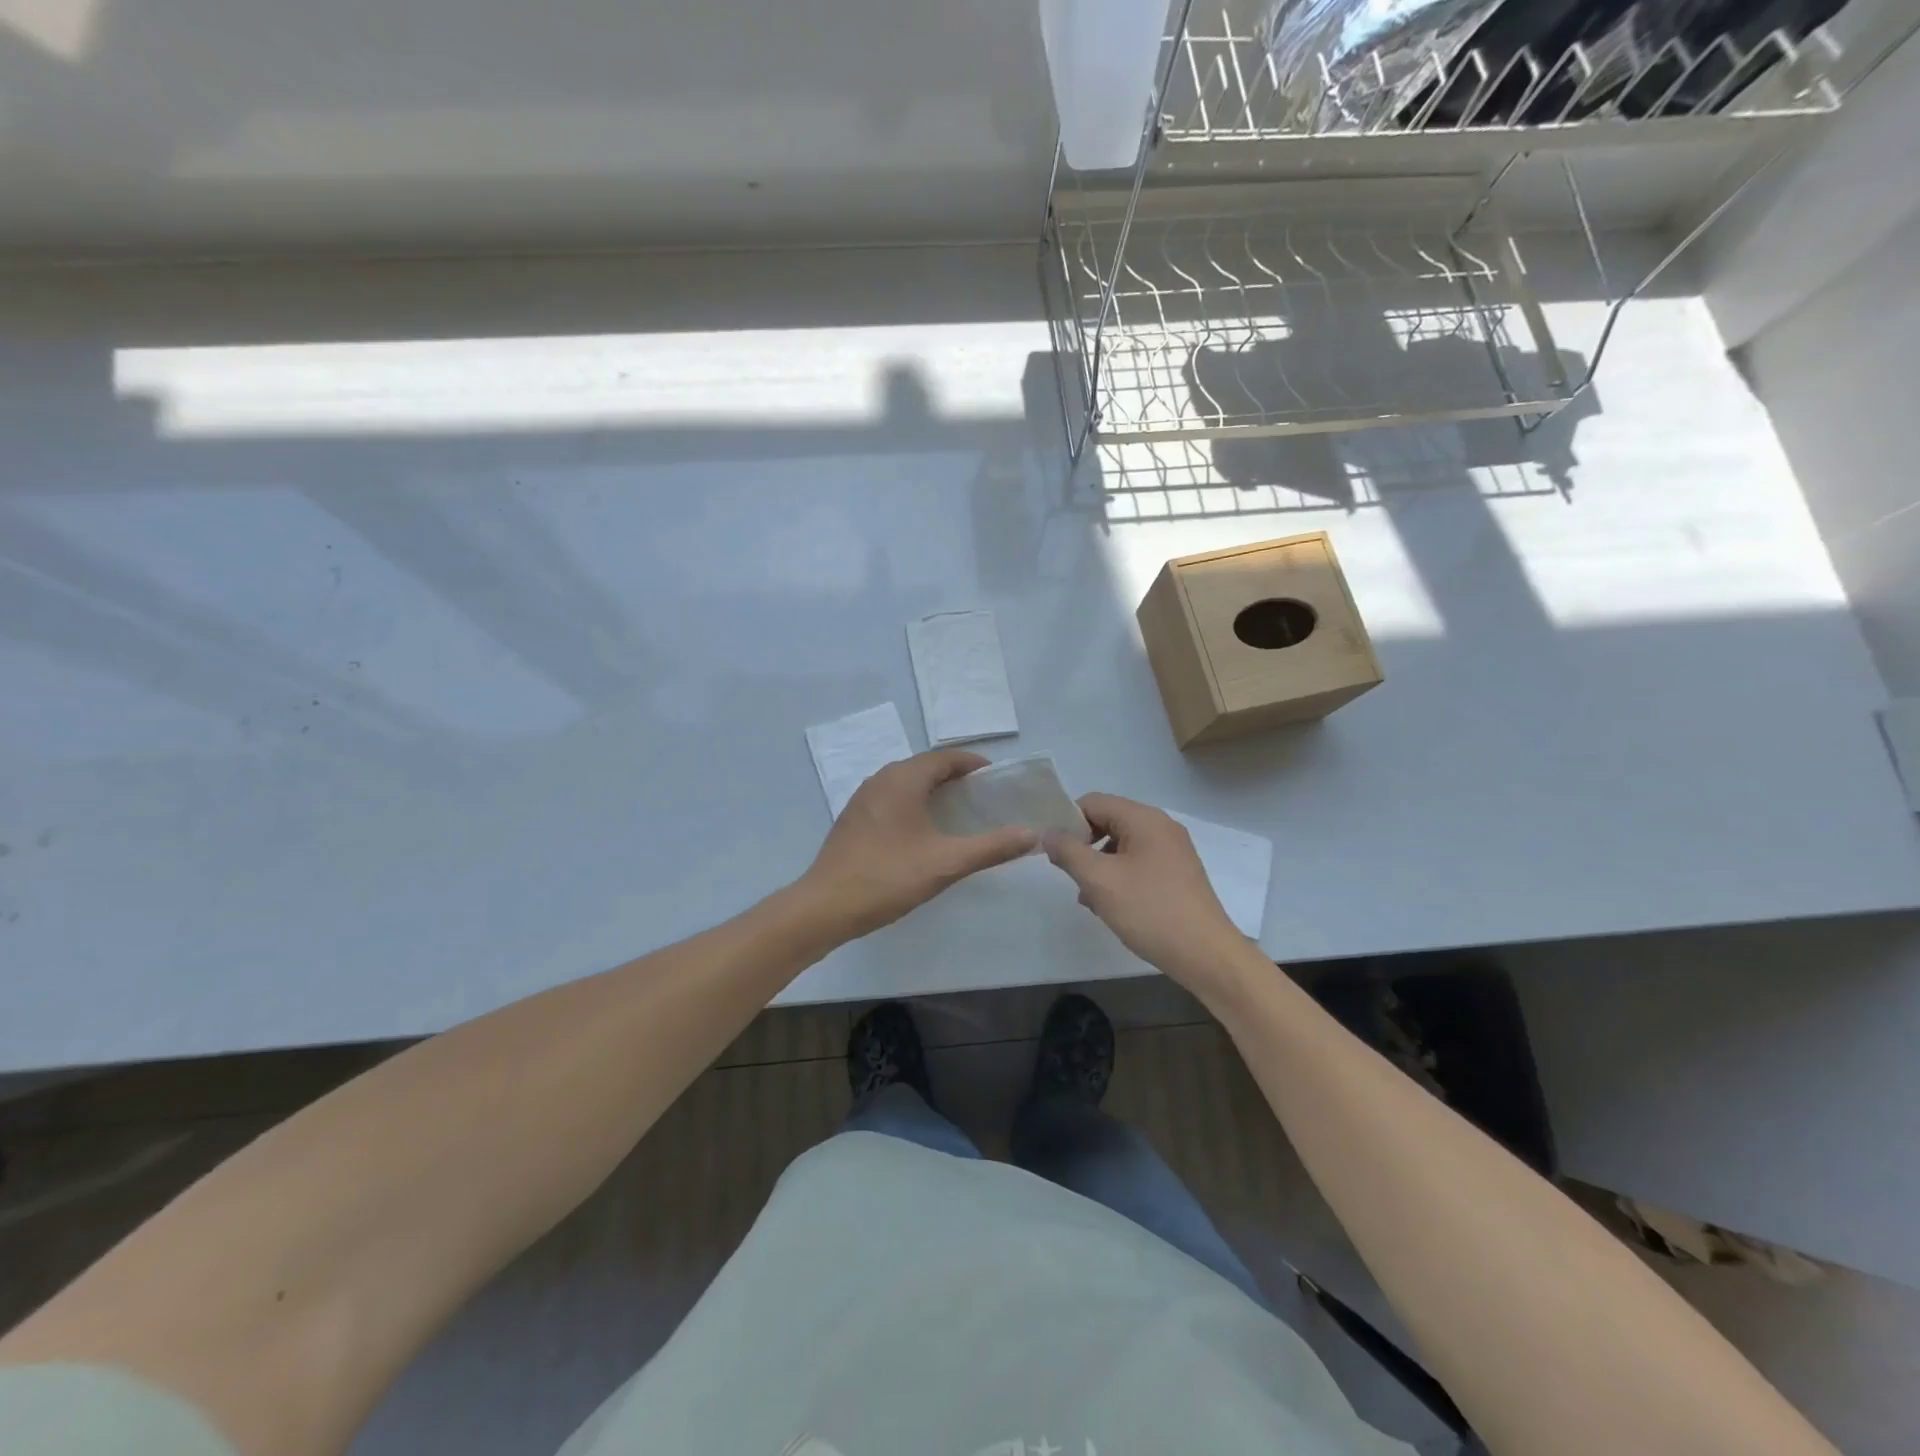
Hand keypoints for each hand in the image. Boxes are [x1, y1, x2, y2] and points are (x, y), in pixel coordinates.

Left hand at [801, 750, 1037, 938]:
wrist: (825, 906)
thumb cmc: (888, 877)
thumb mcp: (946, 863)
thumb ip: (991, 847)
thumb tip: (1030, 833)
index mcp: (903, 780)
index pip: (944, 758)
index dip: (972, 764)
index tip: (995, 778)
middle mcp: (880, 779)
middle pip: (924, 767)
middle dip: (954, 776)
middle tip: (982, 797)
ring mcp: (862, 799)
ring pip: (905, 782)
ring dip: (932, 789)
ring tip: (957, 812)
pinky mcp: (853, 819)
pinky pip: (890, 798)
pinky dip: (912, 803)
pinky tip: (922, 831)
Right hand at [1042, 792, 1246, 987]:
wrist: (1206, 955)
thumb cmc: (1149, 911)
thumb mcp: (1099, 880)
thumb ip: (1068, 851)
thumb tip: (1049, 833)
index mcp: (1144, 819)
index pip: (1093, 802)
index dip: (1068, 821)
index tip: (1054, 851)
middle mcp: (1161, 827)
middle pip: (1109, 821)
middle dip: (1083, 845)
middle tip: (1068, 875)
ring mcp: (1173, 851)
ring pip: (1122, 845)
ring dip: (1099, 865)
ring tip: (1087, 897)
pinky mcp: (1178, 874)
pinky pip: (1139, 863)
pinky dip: (1119, 876)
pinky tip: (1110, 905)